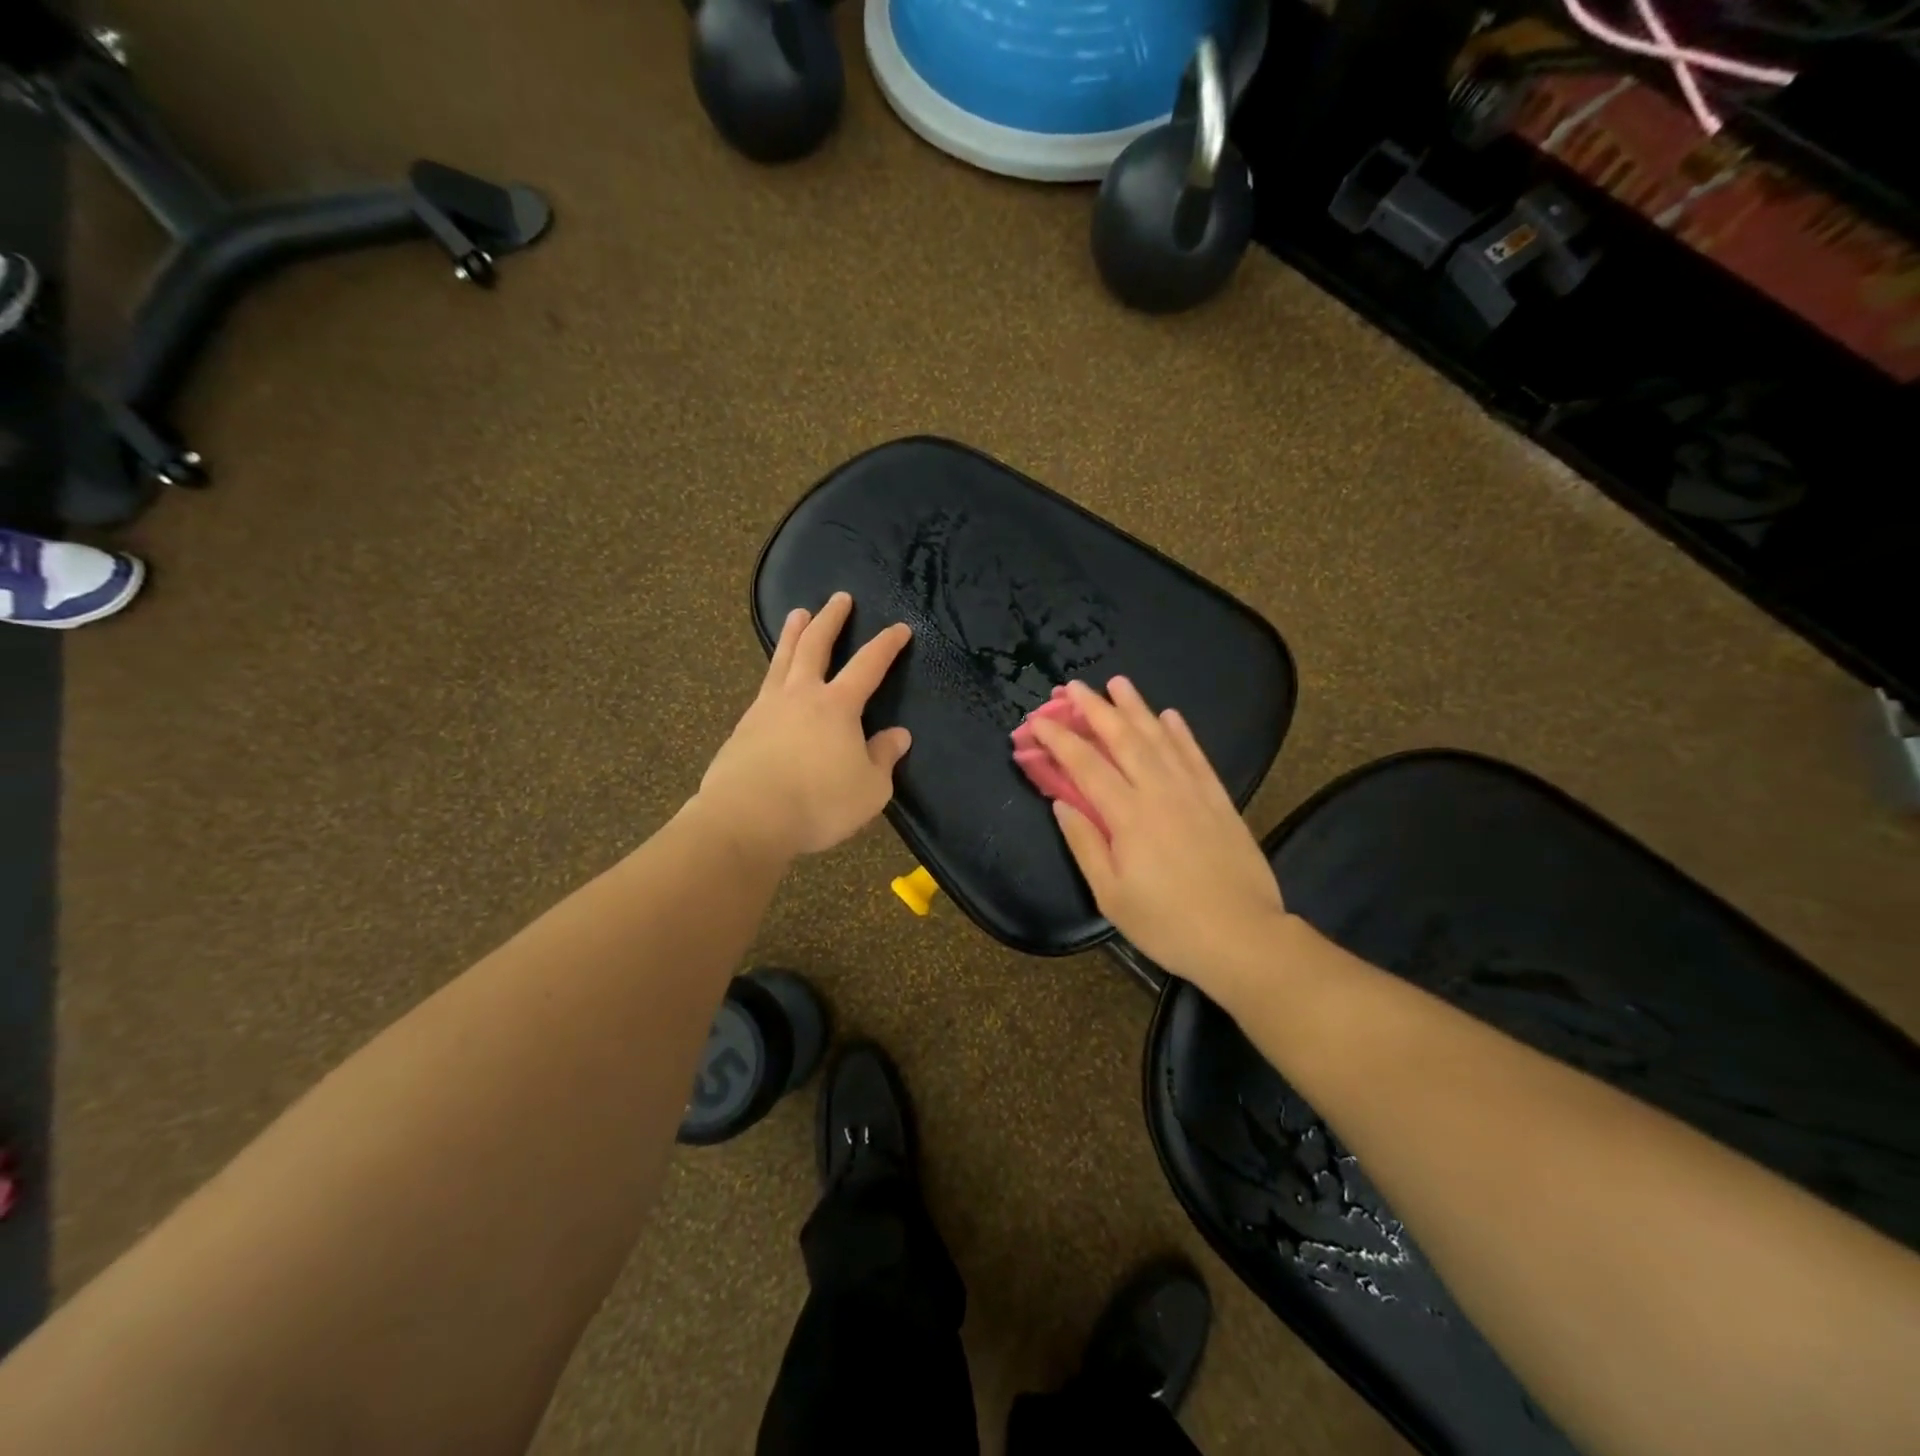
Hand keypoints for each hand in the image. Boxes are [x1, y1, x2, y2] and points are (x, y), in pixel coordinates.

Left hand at [698, 592, 913, 858]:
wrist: (747, 818)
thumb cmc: (819, 803)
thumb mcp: (870, 789)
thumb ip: (884, 758)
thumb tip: (898, 735)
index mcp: (838, 706)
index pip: (868, 665)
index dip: (887, 645)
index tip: (900, 628)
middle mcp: (802, 695)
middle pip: (816, 645)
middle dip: (831, 619)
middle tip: (839, 597)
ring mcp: (767, 707)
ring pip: (783, 658)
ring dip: (793, 633)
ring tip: (797, 613)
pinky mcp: (744, 727)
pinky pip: (764, 686)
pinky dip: (774, 670)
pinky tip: (774, 678)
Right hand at [1030, 678, 1288, 998]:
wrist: (1242, 937)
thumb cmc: (1167, 924)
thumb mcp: (1111, 895)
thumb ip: (1085, 844)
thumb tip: (1062, 803)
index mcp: (1128, 816)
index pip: (1086, 765)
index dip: (1060, 739)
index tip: (1039, 719)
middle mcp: (1159, 792)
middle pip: (1123, 738)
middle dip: (1095, 709)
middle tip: (1073, 687)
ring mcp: (1193, 792)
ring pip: (1160, 738)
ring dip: (1136, 707)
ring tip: (1118, 683)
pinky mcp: (1219, 800)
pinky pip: (1196, 756)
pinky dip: (1181, 732)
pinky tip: (1170, 715)